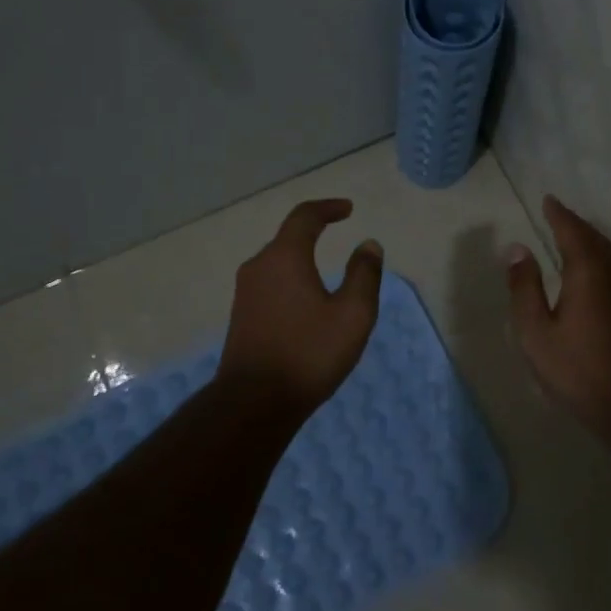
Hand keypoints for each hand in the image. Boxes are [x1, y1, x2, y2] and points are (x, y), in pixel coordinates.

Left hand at [217, 199, 383, 417]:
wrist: (254, 403)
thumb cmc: (309, 353)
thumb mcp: (353, 314)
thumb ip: (364, 274)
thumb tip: (368, 245)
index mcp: (284, 257)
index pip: (305, 216)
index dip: (328, 208)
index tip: (348, 209)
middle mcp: (259, 266)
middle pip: (288, 238)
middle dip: (314, 232)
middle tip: (338, 233)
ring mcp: (245, 293)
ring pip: (278, 262)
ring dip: (302, 258)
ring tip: (327, 271)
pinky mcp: (241, 316)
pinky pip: (271, 283)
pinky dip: (291, 279)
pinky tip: (307, 302)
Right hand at [505, 195, 610, 440]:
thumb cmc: (576, 367)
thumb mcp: (535, 330)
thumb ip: (524, 287)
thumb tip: (517, 249)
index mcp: (588, 271)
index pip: (571, 231)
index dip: (558, 215)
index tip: (548, 200)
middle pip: (592, 237)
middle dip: (573, 224)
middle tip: (555, 214)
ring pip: (605, 251)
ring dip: (586, 239)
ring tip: (568, 234)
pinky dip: (596, 256)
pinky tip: (587, 268)